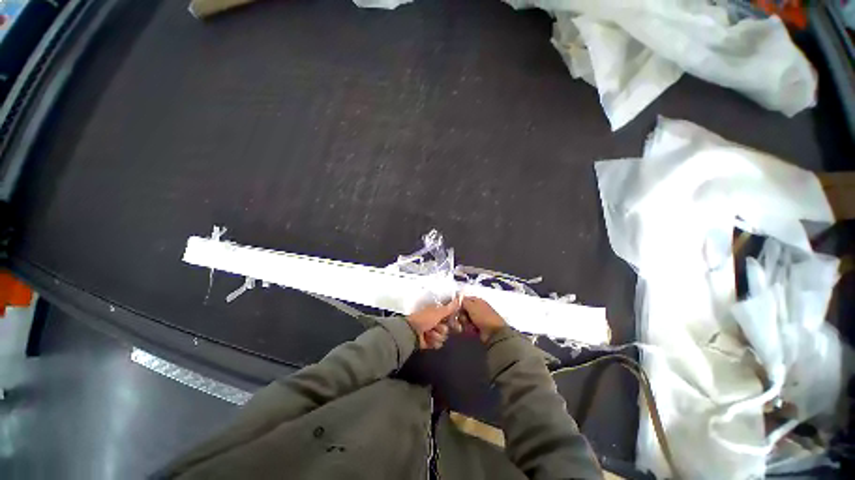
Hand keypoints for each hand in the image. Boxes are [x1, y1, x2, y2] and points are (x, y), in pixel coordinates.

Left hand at [406, 295, 461, 349]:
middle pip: (448, 328)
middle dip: (442, 329)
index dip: (454, 321)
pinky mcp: (430, 341)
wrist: (411, 332)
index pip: (450, 317)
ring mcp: (433, 332)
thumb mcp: (438, 312)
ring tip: (428, 333)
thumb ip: (450, 307)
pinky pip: (438, 344)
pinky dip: (433, 342)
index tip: (457, 325)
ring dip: (436, 335)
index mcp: (437, 312)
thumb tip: (460, 298)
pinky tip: (427, 339)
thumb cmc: (424, 319)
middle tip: (436, 327)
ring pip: (443, 337)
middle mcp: (436, 321)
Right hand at [460, 296, 506, 342]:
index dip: (459, 304)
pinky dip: (469, 329)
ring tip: (470, 326)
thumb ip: (463, 301)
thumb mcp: (471, 306)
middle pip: (463, 310)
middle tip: (465, 319)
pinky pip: (468, 326)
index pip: (464, 299)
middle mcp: (477, 308)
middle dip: (462, 315)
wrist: (494, 332)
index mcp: (477, 300)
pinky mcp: (477, 327)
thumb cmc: (483, 316)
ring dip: (465, 323)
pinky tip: (472, 330)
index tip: (455, 308)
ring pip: (465, 319)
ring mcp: (477, 318)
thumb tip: (458, 298)